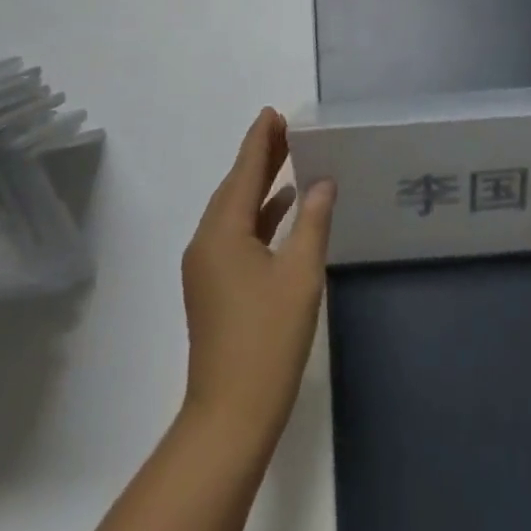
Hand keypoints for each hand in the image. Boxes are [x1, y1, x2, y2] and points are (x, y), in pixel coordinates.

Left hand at [181, 109, 335, 452]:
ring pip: (235, 211)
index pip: (244, 171)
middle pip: (236, 186)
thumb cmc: (267, 340)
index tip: (273, 112)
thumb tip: (323, 181)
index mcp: (222, 231)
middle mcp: (207, 241)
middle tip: (286, 128)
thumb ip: (312, 220)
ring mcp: (207, 267)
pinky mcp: (214, 287)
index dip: (260, 140)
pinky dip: (258, 215)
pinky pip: (236, 234)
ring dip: (260, 185)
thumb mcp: (300, 275)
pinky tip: (281, 210)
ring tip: (289, 158)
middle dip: (260, 156)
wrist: (229, 418)